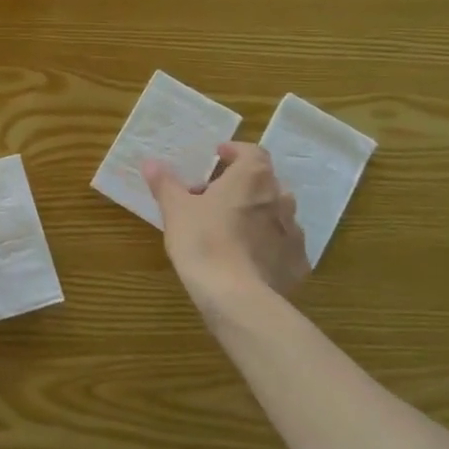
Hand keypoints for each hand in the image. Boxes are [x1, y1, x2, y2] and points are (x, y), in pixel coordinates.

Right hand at [142, 143, 309, 312]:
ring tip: (233, 228)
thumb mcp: (175, 209)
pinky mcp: (297, 262)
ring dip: (258, 214)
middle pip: (265, 182)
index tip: (218, 157)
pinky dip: (269, 245)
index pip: (252, 152)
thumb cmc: (203, 240)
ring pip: (276, 214)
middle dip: (243, 186)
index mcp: (253, 178)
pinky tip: (249, 258)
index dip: (235, 152)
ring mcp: (294, 232)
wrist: (235, 296)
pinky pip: (283, 245)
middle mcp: (280, 198)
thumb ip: (165, 183)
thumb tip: (150, 162)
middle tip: (216, 197)